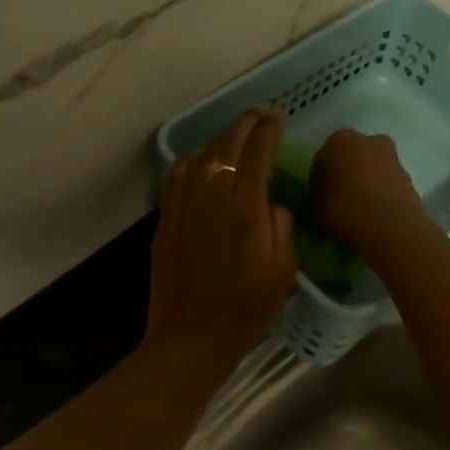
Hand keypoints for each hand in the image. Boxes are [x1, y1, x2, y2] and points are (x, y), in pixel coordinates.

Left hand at [144, 110, 297, 375]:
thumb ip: (281, 224)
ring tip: (235, 134)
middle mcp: (213, 194)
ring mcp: (184, 204)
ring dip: (220, 138)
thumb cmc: (247, 306)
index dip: (269, 128)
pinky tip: (201, 162)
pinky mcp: (166, 217)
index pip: (258, 151)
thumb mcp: (284, 268)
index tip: (278, 115)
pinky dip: (192, 160)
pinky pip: (177, 175)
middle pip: (227, 144)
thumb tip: (270, 200)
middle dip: (245, 123)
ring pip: (201, 155)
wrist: (193, 334)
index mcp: (246, 206)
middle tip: (260, 115)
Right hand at [310, 129, 428, 258]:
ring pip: (374, 167)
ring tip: (362, 208)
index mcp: (339, 140)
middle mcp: (368, 140)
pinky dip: (383, 193)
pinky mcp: (410, 176)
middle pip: (354, 155)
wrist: (387, 224)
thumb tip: (325, 188)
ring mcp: (392, 157)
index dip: (323, 174)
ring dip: (369, 181)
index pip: (325, 155)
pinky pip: (388, 183)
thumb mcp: (314, 202)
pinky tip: (377, 212)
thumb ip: (319, 188)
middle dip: (350, 171)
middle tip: (343, 196)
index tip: (323, 193)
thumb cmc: (341, 208)